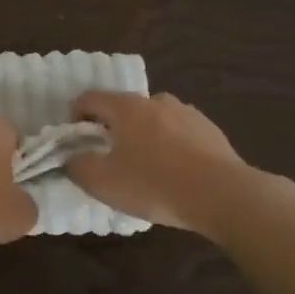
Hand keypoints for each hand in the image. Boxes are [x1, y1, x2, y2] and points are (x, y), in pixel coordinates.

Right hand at [67, 91, 251, 234]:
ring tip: (147, 169)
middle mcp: (157, 101)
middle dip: (112, 129)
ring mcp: (188, 113)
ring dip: (144, 137)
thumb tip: (72, 157)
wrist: (222, 195)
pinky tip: (175, 174)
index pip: (90, 98)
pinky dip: (171, 147)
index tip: (77, 142)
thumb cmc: (154, 185)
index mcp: (127, 107)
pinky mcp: (211, 131)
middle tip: (111, 160)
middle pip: (124, 109)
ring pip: (155, 120)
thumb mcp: (102, 182)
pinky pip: (180, 134)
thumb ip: (77, 166)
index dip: (76, 117)